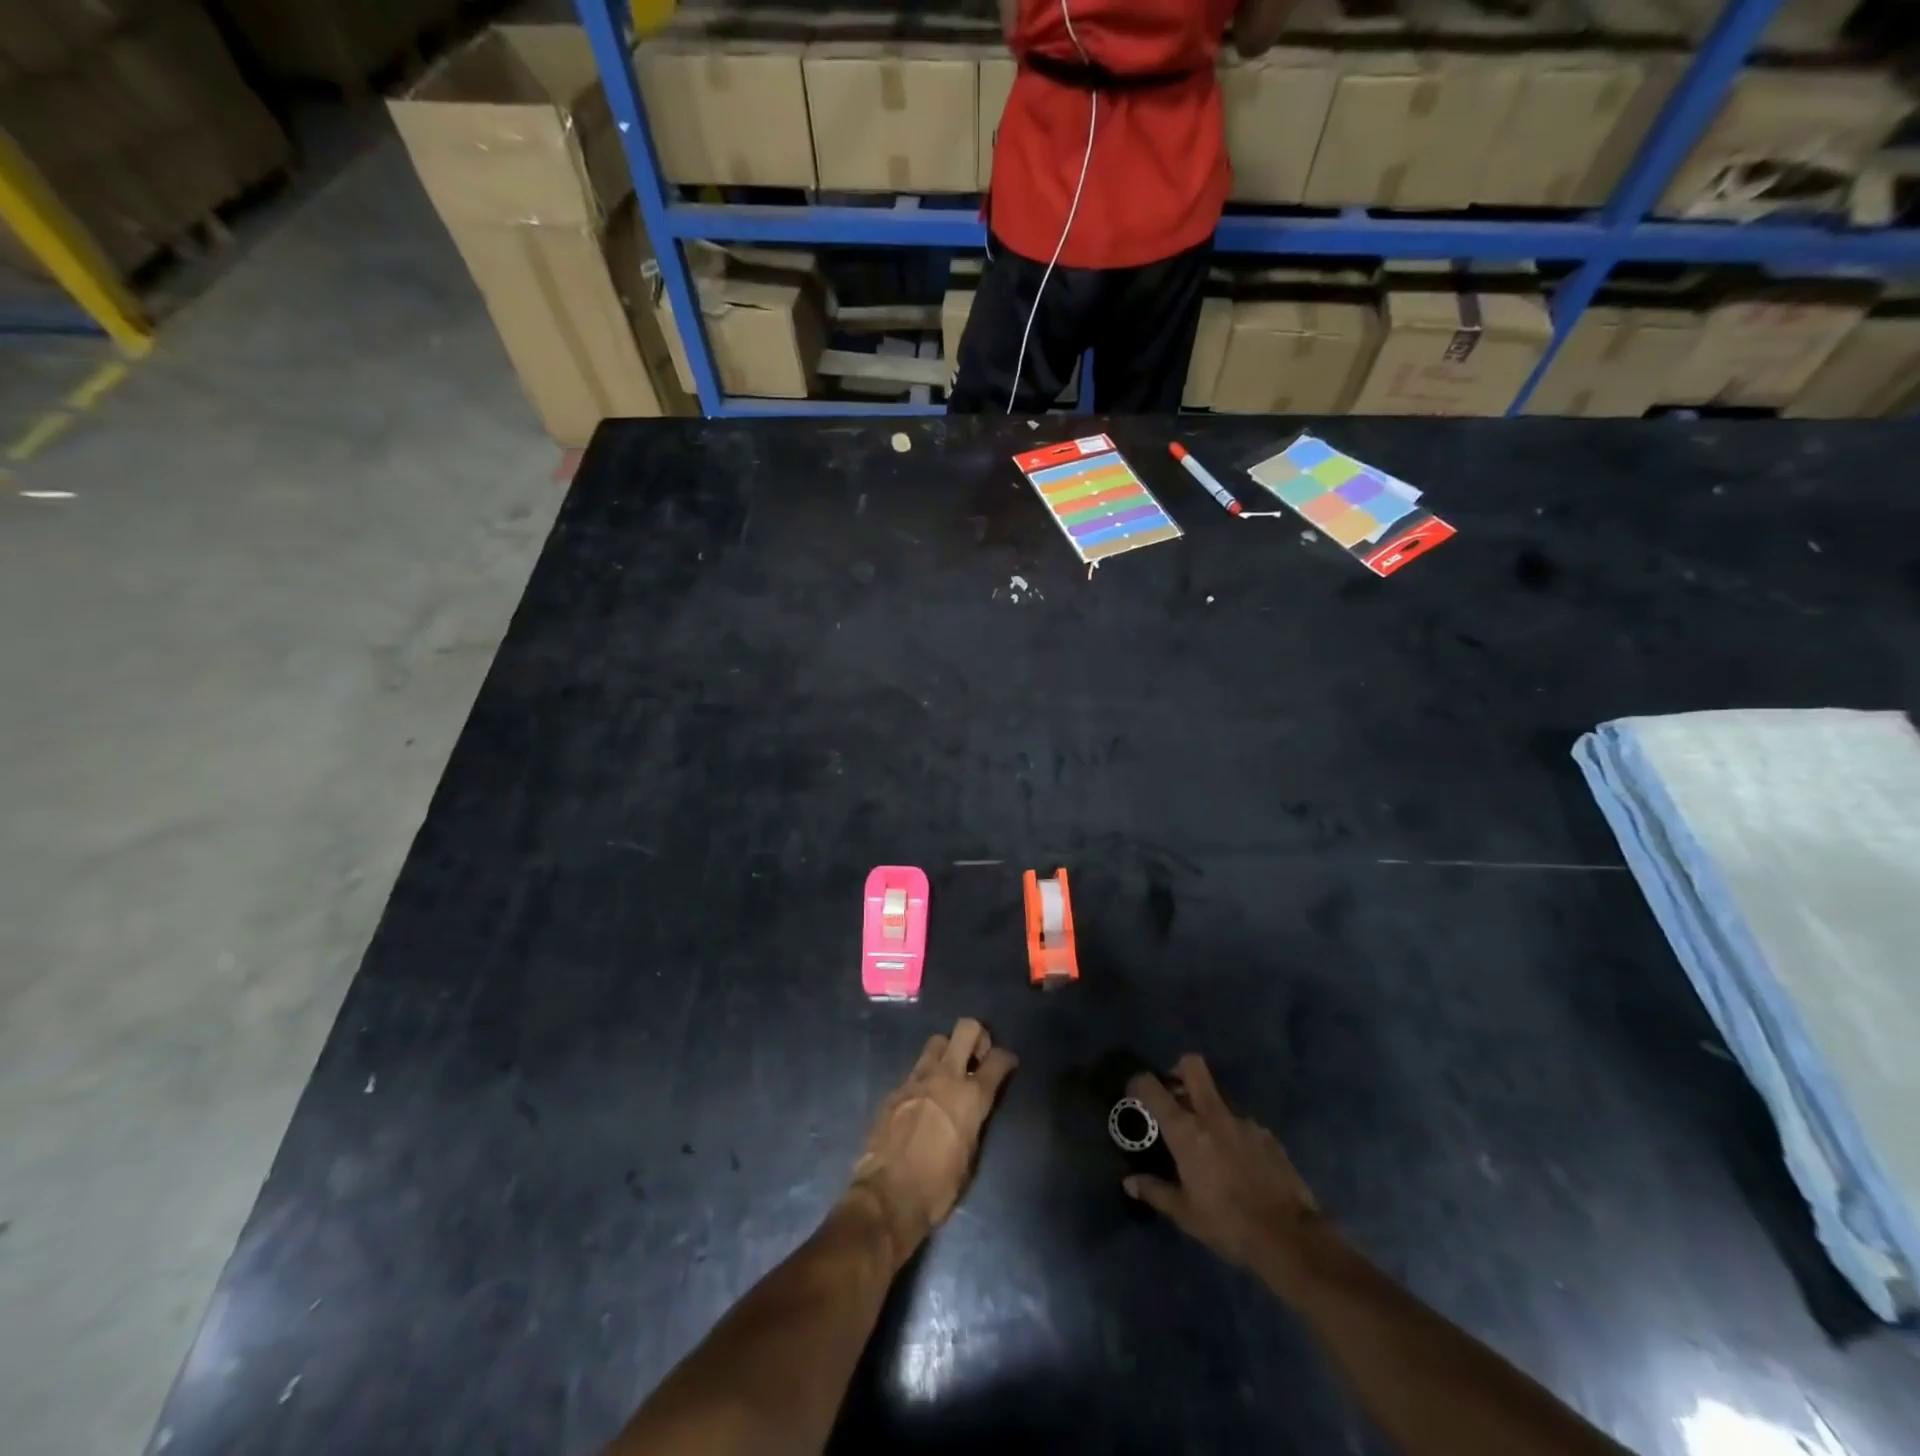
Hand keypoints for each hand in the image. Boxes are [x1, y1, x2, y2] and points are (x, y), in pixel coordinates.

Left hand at [850, 1018, 1017, 1263]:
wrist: (887, 1195)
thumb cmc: (938, 1187)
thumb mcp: (970, 1156)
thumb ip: (975, 1122)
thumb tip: (973, 1110)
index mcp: (971, 1097)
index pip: (997, 1060)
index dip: (1006, 1058)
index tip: (1007, 1064)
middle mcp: (946, 1077)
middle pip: (966, 1029)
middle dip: (977, 1036)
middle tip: (977, 1056)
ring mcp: (917, 1079)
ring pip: (937, 1041)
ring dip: (947, 1051)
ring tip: (949, 1073)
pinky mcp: (895, 1089)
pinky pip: (916, 1069)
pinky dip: (925, 1077)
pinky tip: (923, 1098)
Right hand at [1123, 1054, 1325, 1279]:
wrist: (1290, 1238)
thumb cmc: (1228, 1224)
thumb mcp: (1185, 1214)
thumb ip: (1155, 1192)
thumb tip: (1130, 1182)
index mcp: (1186, 1130)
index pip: (1152, 1087)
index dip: (1139, 1082)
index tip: (1134, 1092)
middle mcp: (1212, 1115)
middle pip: (1192, 1066)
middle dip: (1179, 1070)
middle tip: (1173, 1094)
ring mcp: (1243, 1122)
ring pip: (1217, 1098)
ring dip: (1207, 1110)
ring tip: (1208, 1143)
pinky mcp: (1267, 1135)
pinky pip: (1241, 1123)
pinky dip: (1232, 1133)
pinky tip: (1238, 1163)